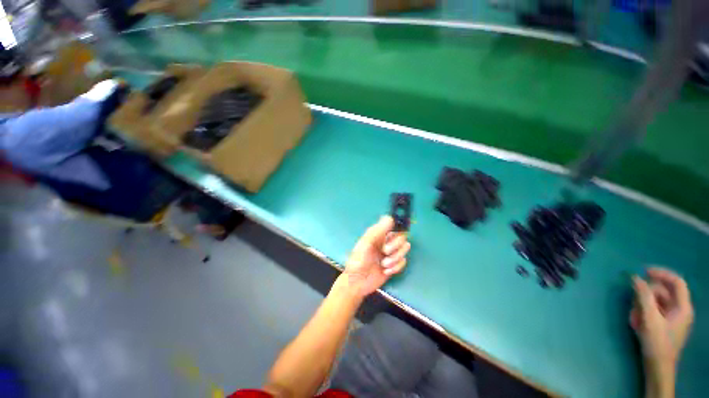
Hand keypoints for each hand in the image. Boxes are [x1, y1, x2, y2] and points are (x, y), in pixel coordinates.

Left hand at [340, 216, 410, 298]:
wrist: (357, 283)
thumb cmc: (358, 261)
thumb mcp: (366, 244)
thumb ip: (377, 231)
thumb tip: (390, 217)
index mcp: (378, 234)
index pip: (393, 224)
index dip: (396, 227)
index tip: (394, 234)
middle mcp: (386, 241)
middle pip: (402, 237)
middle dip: (395, 246)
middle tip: (385, 251)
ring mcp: (391, 253)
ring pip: (404, 249)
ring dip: (395, 258)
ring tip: (383, 265)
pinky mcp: (394, 264)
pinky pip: (403, 262)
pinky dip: (396, 267)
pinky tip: (385, 271)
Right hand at [630, 267, 693, 386]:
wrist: (658, 367)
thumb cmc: (657, 342)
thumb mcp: (649, 318)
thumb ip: (643, 296)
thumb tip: (635, 277)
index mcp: (683, 307)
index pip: (676, 282)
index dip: (661, 273)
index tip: (643, 271)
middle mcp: (680, 309)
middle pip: (663, 292)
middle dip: (646, 294)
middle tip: (633, 301)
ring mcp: (673, 318)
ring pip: (656, 301)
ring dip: (643, 305)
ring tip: (634, 316)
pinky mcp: (665, 324)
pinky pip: (654, 311)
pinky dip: (644, 313)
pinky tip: (636, 321)